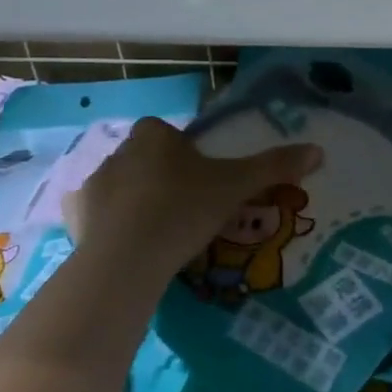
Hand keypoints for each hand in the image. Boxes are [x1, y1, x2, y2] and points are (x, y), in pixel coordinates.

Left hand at [63, 118, 322, 270]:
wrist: (128, 258)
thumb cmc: (185, 209)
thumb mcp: (238, 187)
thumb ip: (275, 166)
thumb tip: (318, 150)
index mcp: (155, 136)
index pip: (170, 134)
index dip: (186, 154)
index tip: (202, 180)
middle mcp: (118, 151)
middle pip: (146, 159)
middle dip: (162, 177)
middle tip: (187, 209)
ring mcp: (91, 184)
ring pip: (121, 187)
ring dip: (136, 201)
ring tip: (160, 233)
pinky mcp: (73, 217)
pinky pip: (97, 215)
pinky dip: (111, 226)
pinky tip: (130, 246)